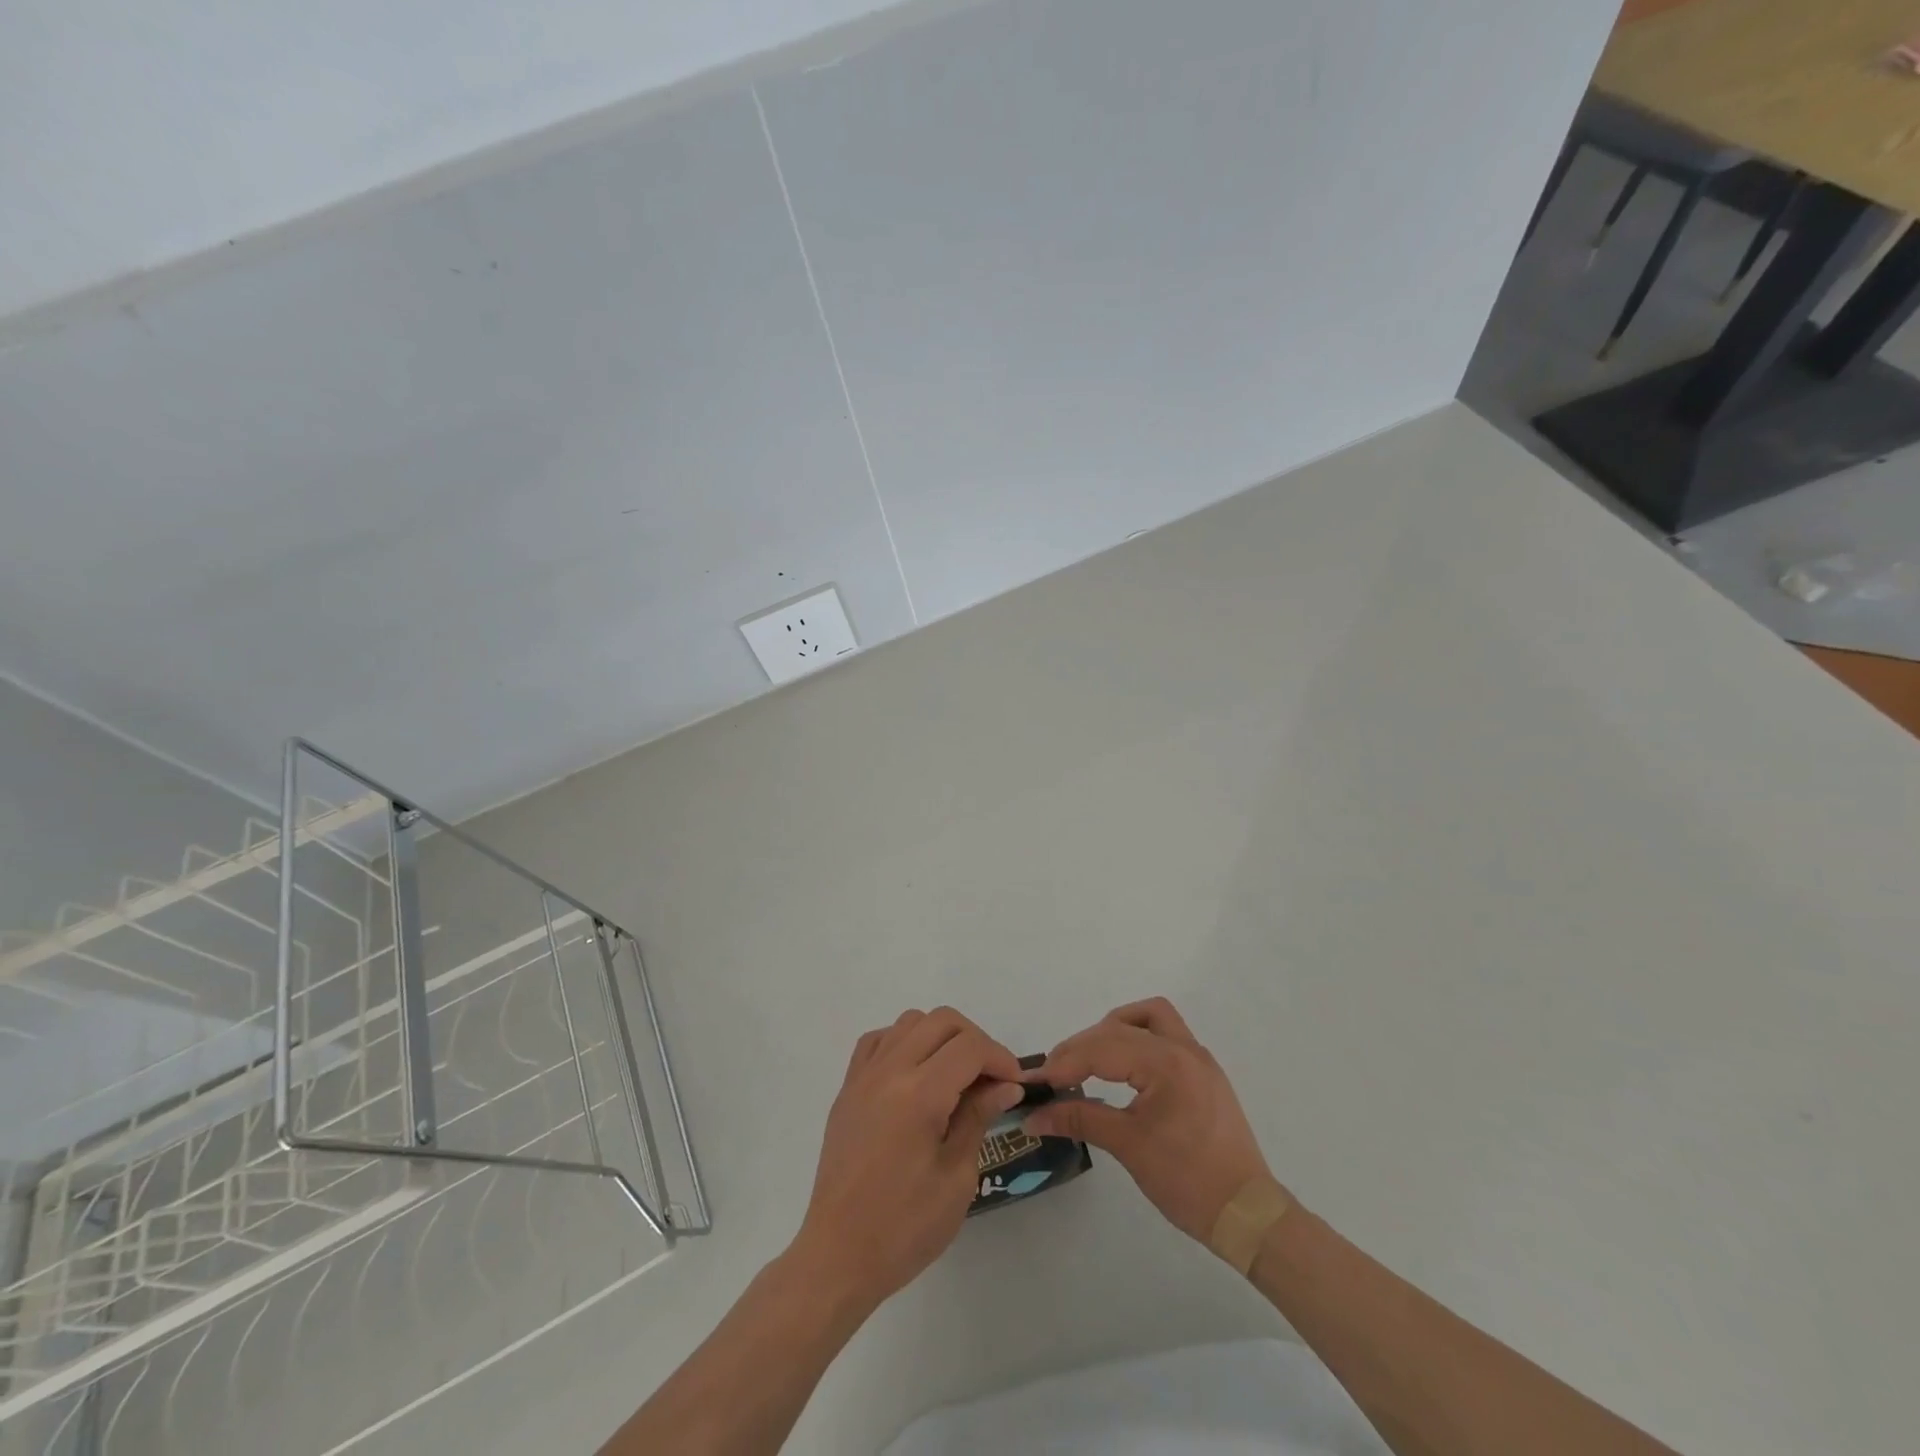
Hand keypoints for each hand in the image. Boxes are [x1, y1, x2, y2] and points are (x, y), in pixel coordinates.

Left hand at [789, 1008, 1023, 1313]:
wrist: (837, 1256)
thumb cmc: (904, 1228)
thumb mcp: (956, 1178)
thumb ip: (978, 1118)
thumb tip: (1004, 1086)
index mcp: (918, 1094)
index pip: (969, 1047)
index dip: (1000, 1058)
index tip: (1016, 1086)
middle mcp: (888, 1071)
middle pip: (941, 1020)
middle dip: (975, 1041)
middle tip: (991, 1080)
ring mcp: (863, 1076)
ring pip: (910, 1022)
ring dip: (941, 1037)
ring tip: (956, 1077)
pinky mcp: (848, 1088)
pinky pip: (879, 1040)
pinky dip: (905, 1043)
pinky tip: (917, 1075)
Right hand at [1023, 997, 1272, 1243]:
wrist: (1247, 1214)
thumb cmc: (1187, 1180)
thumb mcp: (1128, 1146)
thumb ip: (1079, 1119)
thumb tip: (1035, 1116)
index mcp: (1166, 1062)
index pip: (1103, 1048)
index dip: (1065, 1062)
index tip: (1036, 1081)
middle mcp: (1183, 1048)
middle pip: (1121, 1026)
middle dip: (1084, 1046)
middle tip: (1057, 1075)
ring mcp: (1197, 1058)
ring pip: (1150, 1017)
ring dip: (1115, 1029)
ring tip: (1090, 1058)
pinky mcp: (1204, 1073)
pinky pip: (1166, 1036)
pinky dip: (1138, 1040)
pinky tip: (1123, 1068)